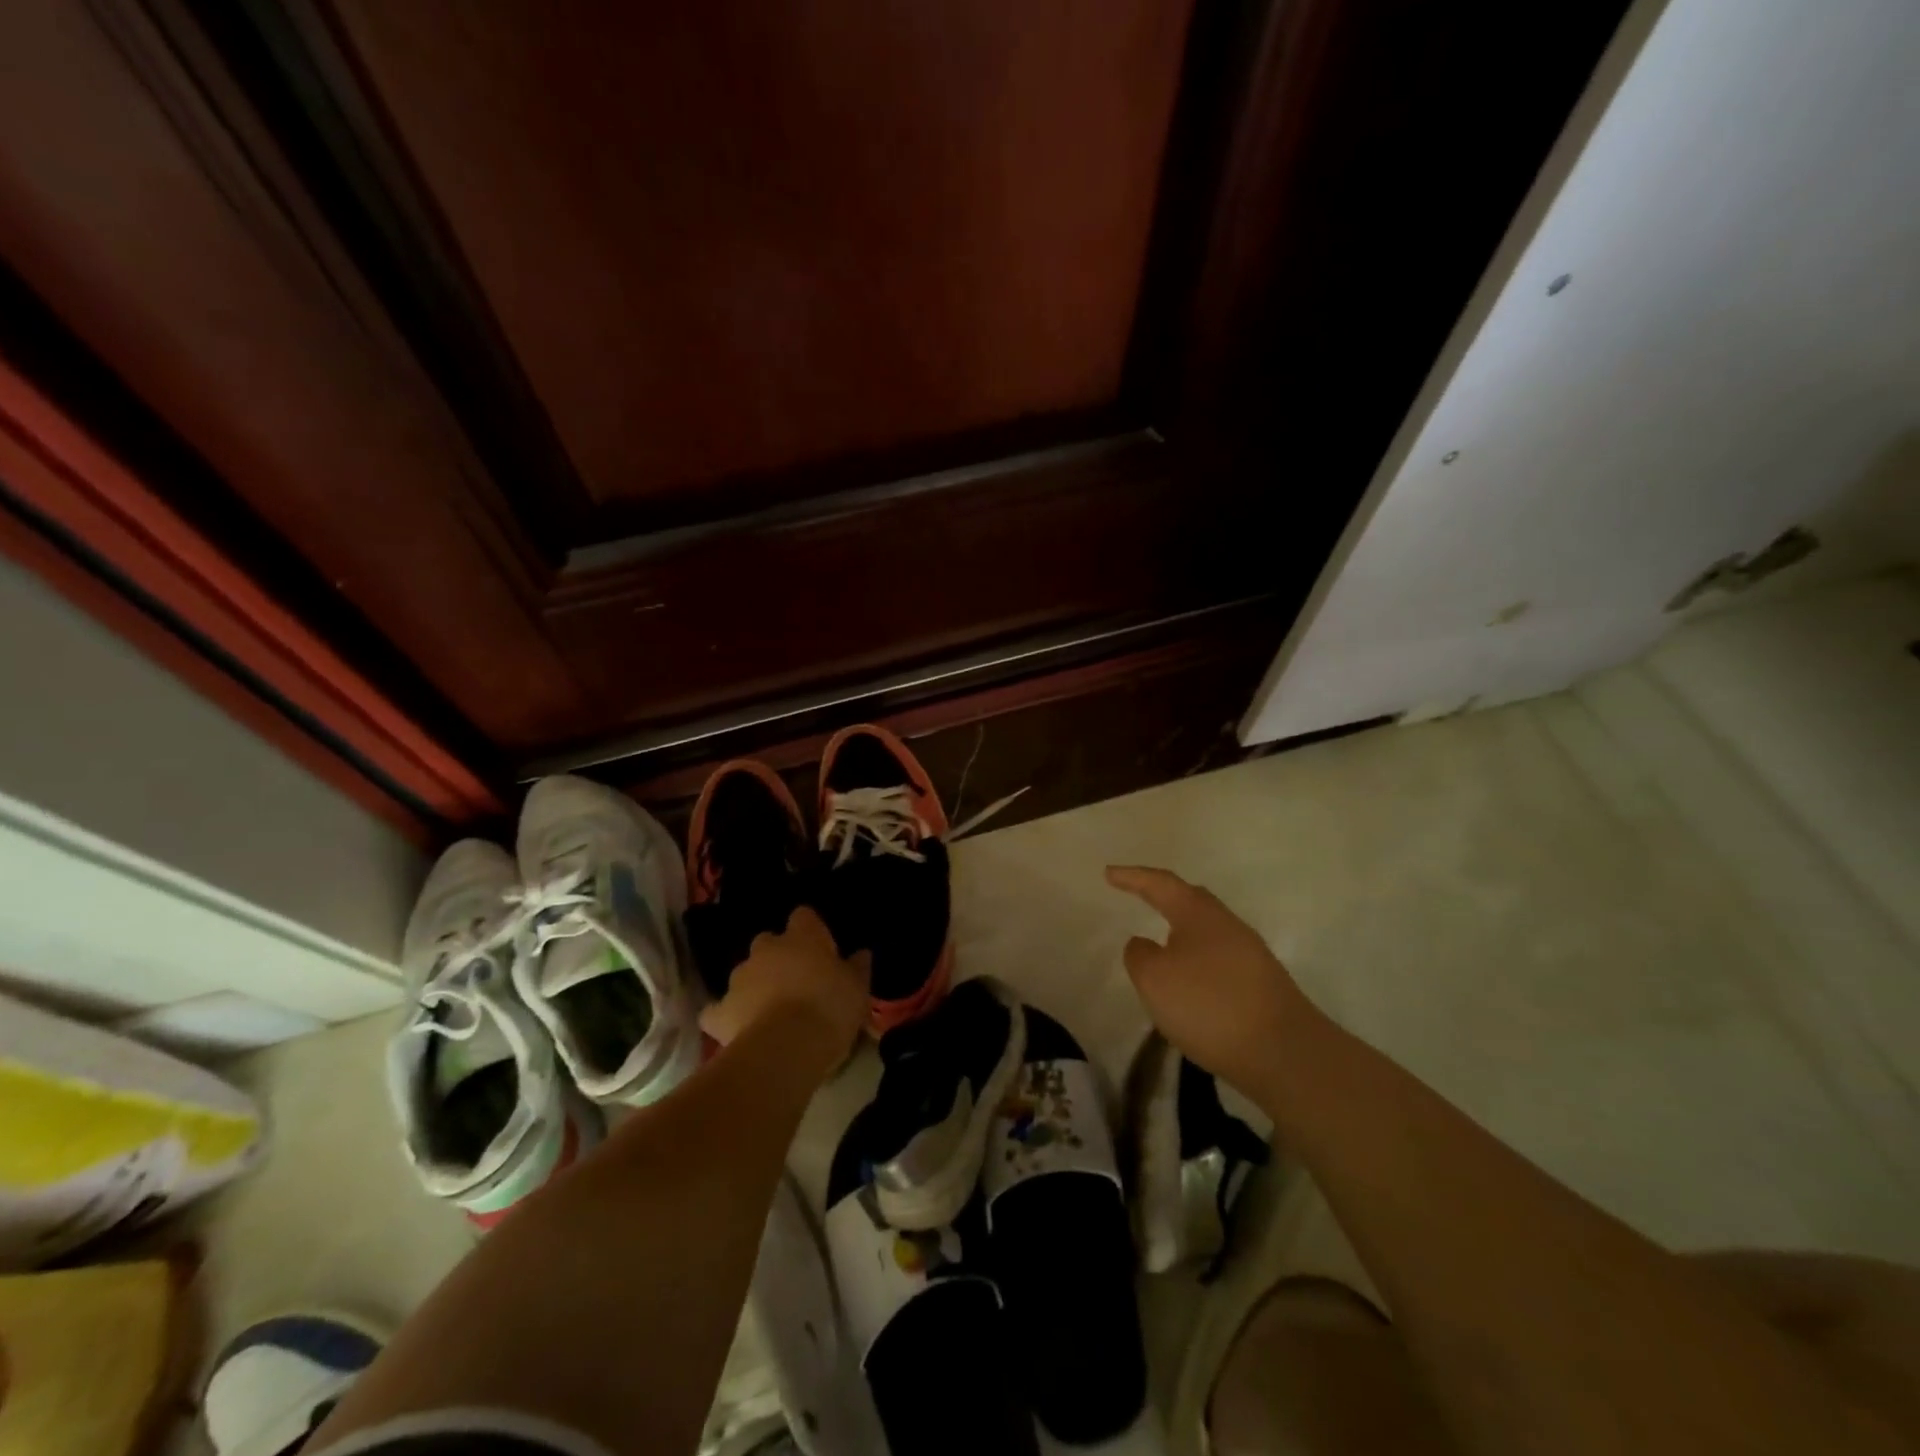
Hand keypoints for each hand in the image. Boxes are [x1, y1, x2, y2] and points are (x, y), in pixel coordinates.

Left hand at [699, 905, 868, 1069]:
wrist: (787, 1047)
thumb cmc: (830, 1008)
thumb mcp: (858, 988)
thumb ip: (858, 967)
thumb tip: (861, 953)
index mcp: (803, 936)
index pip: (804, 916)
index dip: (811, 930)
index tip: (822, 949)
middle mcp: (767, 948)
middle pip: (769, 942)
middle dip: (778, 957)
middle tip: (796, 982)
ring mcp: (739, 977)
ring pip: (745, 973)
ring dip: (755, 984)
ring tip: (770, 1010)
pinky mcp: (720, 1010)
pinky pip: (717, 1010)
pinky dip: (725, 1016)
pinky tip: (735, 1028)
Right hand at [1106, 865, 1321, 1097]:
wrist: (1285, 1053)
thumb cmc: (1209, 1005)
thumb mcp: (1154, 979)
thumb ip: (1139, 955)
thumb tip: (1144, 943)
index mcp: (1199, 913)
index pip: (1160, 884)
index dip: (1133, 877)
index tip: (1108, 873)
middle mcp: (1227, 924)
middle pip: (1190, 900)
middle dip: (1163, 896)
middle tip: (1139, 893)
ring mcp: (1250, 954)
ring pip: (1207, 931)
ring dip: (1181, 932)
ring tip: (1161, 941)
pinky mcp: (1261, 984)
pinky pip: (1218, 958)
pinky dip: (1196, 960)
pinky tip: (1190, 980)